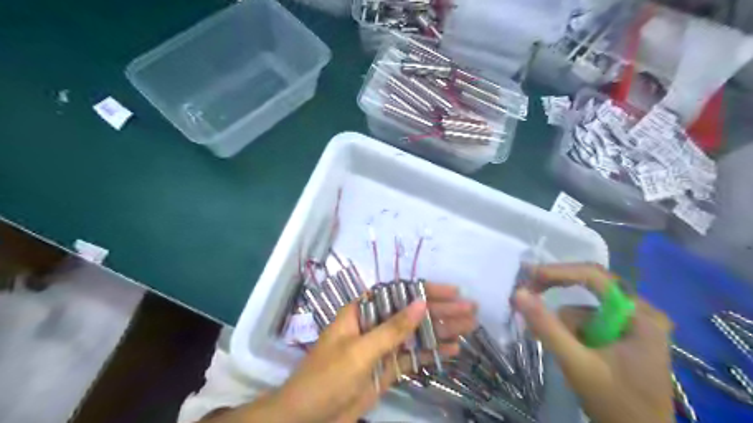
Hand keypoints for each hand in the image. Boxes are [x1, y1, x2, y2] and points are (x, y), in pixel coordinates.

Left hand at [202, 285, 475, 422]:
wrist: (308, 417)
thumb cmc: (327, 376)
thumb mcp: (359, 351)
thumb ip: (391, 329)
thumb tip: (420, 303)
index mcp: (362, 311)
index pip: (398, 293)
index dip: (425, 290)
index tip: (452, 291)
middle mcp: (375, 323)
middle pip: (412, 312)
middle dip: (441, 310)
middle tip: (470, 310)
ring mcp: (383, 346)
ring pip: (416, 334)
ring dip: (441, 330)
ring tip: (470, 327)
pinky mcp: (388, 367)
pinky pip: (413, 357)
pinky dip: (432, 353)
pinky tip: (453, 350)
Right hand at [512, 264, 677, 422]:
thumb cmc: (616, 404)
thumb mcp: (577, 364)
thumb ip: (547, 327)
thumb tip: (518, 293)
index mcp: (640, 316)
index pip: (595, 277)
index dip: (559, 271)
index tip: (528, 274)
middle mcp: (641, 312)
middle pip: (590, 286)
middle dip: (557, 291)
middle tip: (527, 294)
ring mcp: (634, 324)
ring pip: (585, 307)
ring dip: (565, 324)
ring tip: (559, 349)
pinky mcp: (624, 335)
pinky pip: (589, 320)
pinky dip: (572, 332)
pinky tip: (571, 351)